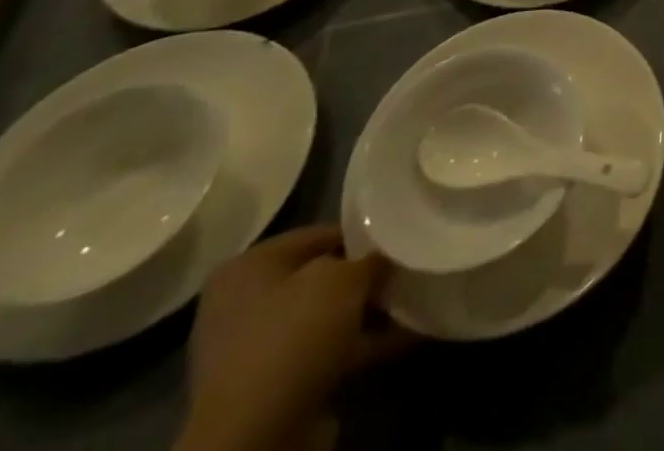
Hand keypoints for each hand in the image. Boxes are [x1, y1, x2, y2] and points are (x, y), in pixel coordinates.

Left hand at [177, 226, 415, 450]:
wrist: (256, 435)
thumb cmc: (294, 335)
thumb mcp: (344, 278)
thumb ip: (370, 258)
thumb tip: (386, 256)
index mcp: (248, 268)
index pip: (319, 234)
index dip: (363, 232)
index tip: (400, 235)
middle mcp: (246, 305)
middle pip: (323, 277)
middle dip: (367, 275)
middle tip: (410, 266)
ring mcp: (260, 350)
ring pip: (329, 316)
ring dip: (370, 310)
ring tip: (418, 296)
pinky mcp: (278, 386)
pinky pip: (331, 351)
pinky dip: (367, 342)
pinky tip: (410, 332)